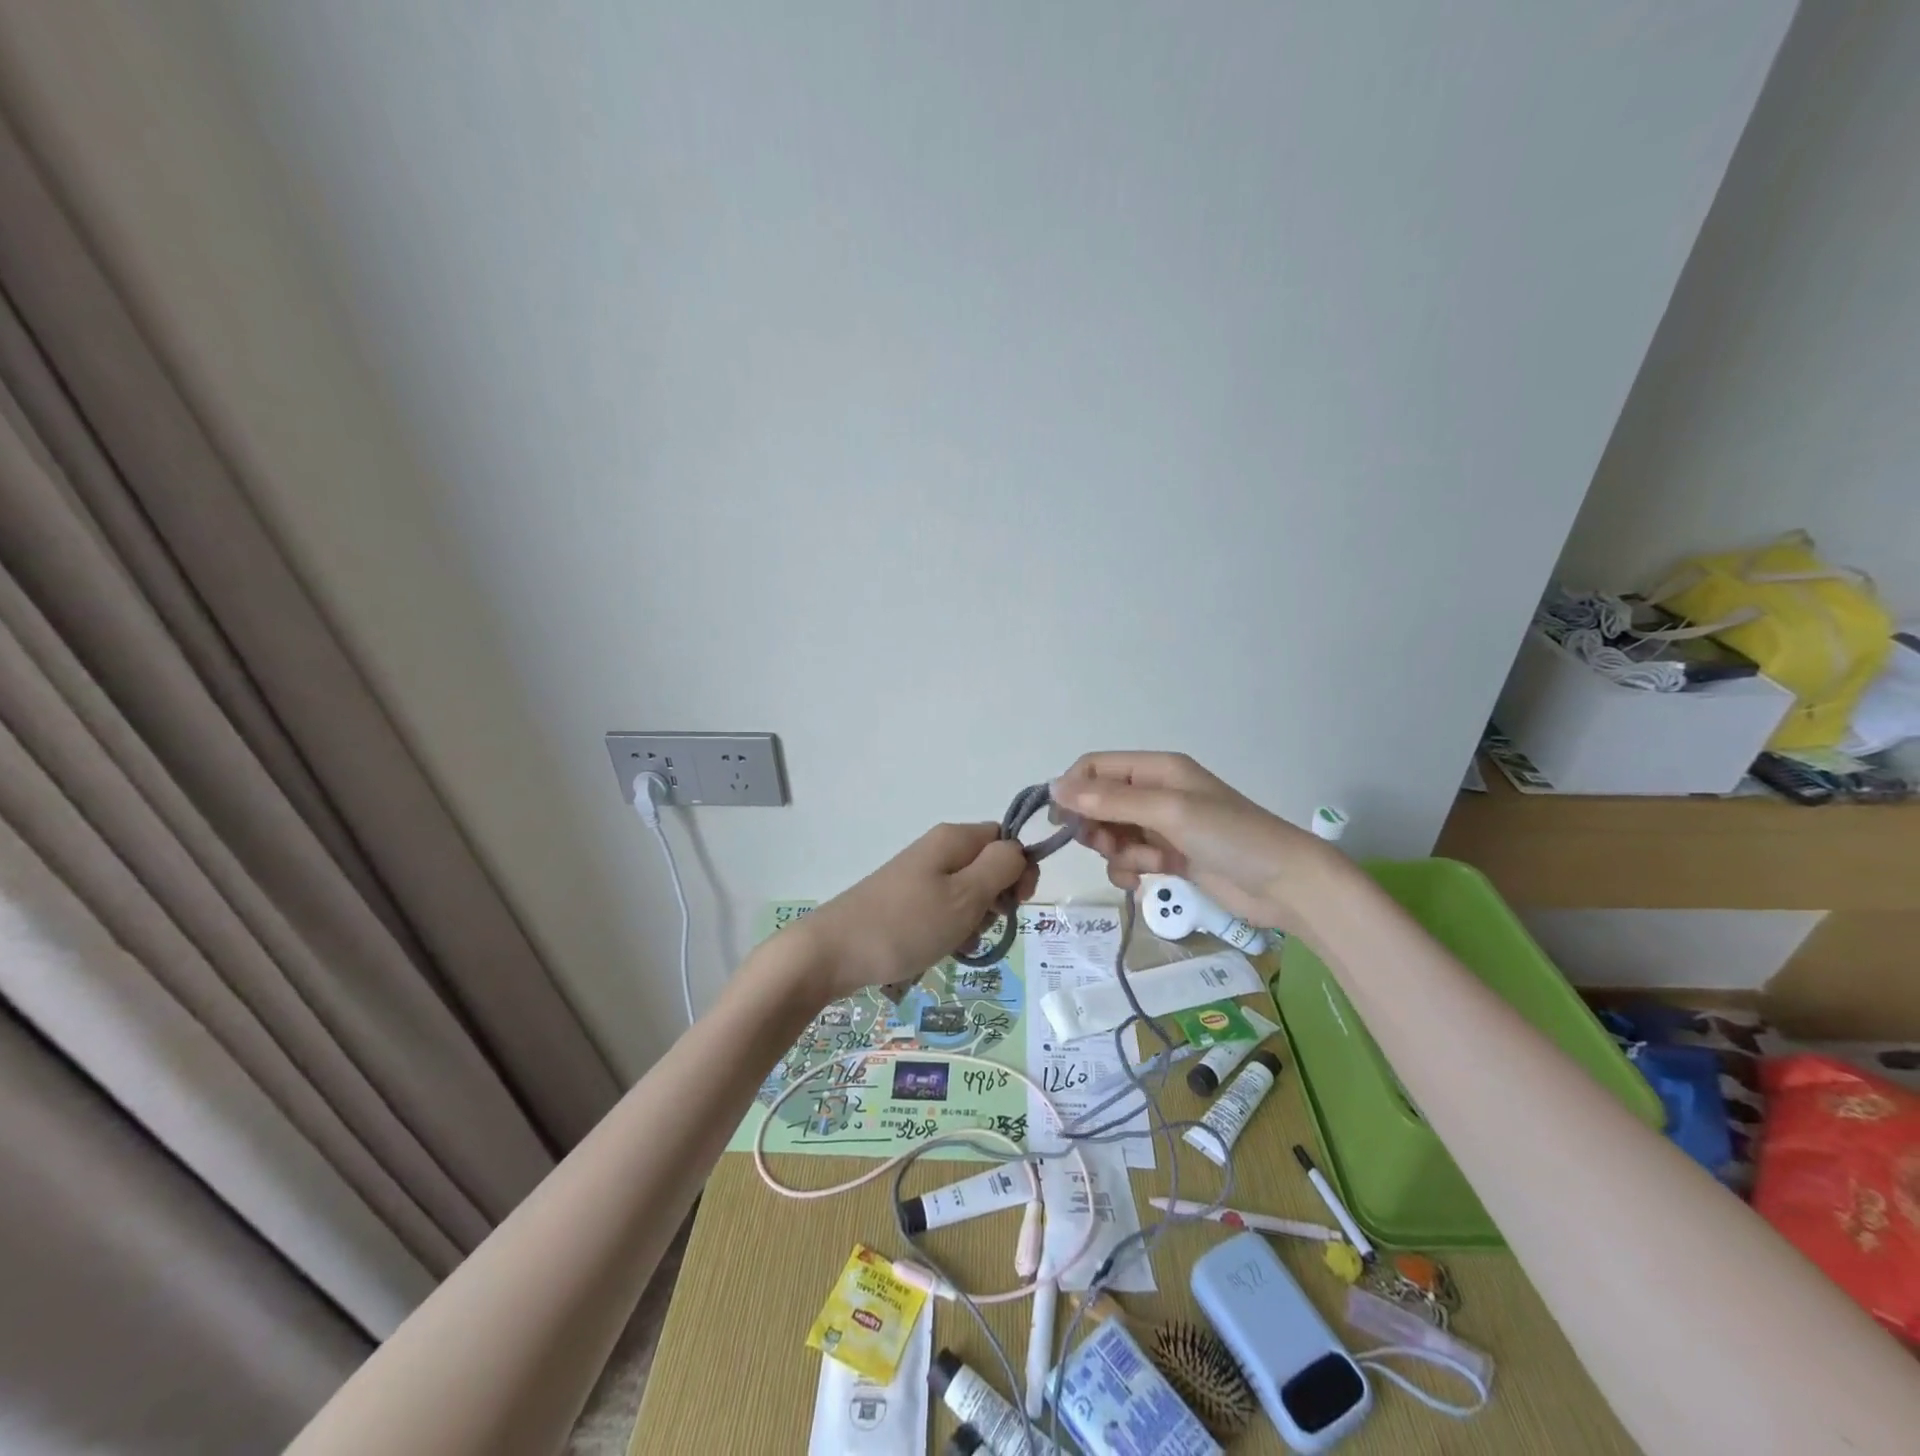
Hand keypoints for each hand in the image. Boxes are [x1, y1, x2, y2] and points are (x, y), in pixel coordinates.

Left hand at [794, 823, 1039, 1001]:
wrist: (833, 951)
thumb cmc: (906, 924)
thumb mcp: (965, 896)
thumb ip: (1001, 867)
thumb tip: (1018, 850)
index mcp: (954, 839)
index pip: (1005, 839)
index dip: (1019, 869)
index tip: (1017, 904)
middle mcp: (937, 850)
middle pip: (988, 866)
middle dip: (996, 899)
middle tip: (983, 926)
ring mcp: (919, 876)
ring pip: (968, 892)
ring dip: (974, 920)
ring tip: (959, 944)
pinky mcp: (905, 901)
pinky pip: (944, 909)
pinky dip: (952, 930)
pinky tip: (944, 951)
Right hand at [1050, 752, 1340, 931]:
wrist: (1284, 884)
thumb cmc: (1228, 836)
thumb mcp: (1167, 811)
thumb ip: (1109, 800)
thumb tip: (1054, 788)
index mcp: (1156, 769)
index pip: (1095, 768)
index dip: (1073, 790)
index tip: (1061, 822)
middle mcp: (1155, 793)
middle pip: (1098, 802)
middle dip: (1095, 826)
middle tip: (1106, 844)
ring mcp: (1161, 826)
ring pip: (1110, 833)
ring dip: (1115, 851)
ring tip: (1142, 863)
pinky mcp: (1167, 857)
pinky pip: (1128, 859)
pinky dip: (1129, 869)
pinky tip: (1147, 878)